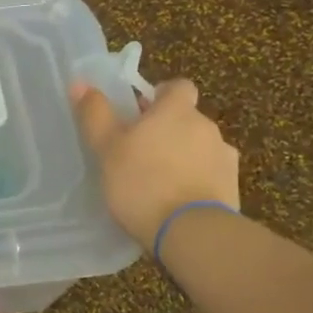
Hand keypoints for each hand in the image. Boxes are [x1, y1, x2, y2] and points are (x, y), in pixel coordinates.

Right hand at [70, 79, 239, 248]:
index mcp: (176, 110)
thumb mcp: (107, 148)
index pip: (178, 87)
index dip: (162, 96)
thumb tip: (79, 82)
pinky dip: (198, 182)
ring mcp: (224, 157)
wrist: (190, 230)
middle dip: (168, 131)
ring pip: (200, 148)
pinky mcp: (232, 186)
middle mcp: (206, 126)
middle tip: (140, 154)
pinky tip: (179, 202)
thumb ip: (95, 115)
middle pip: (188, 119)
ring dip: (184, 157)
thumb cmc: (142, 182)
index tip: (143, 113)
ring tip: (159, 183)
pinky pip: (211, 175)